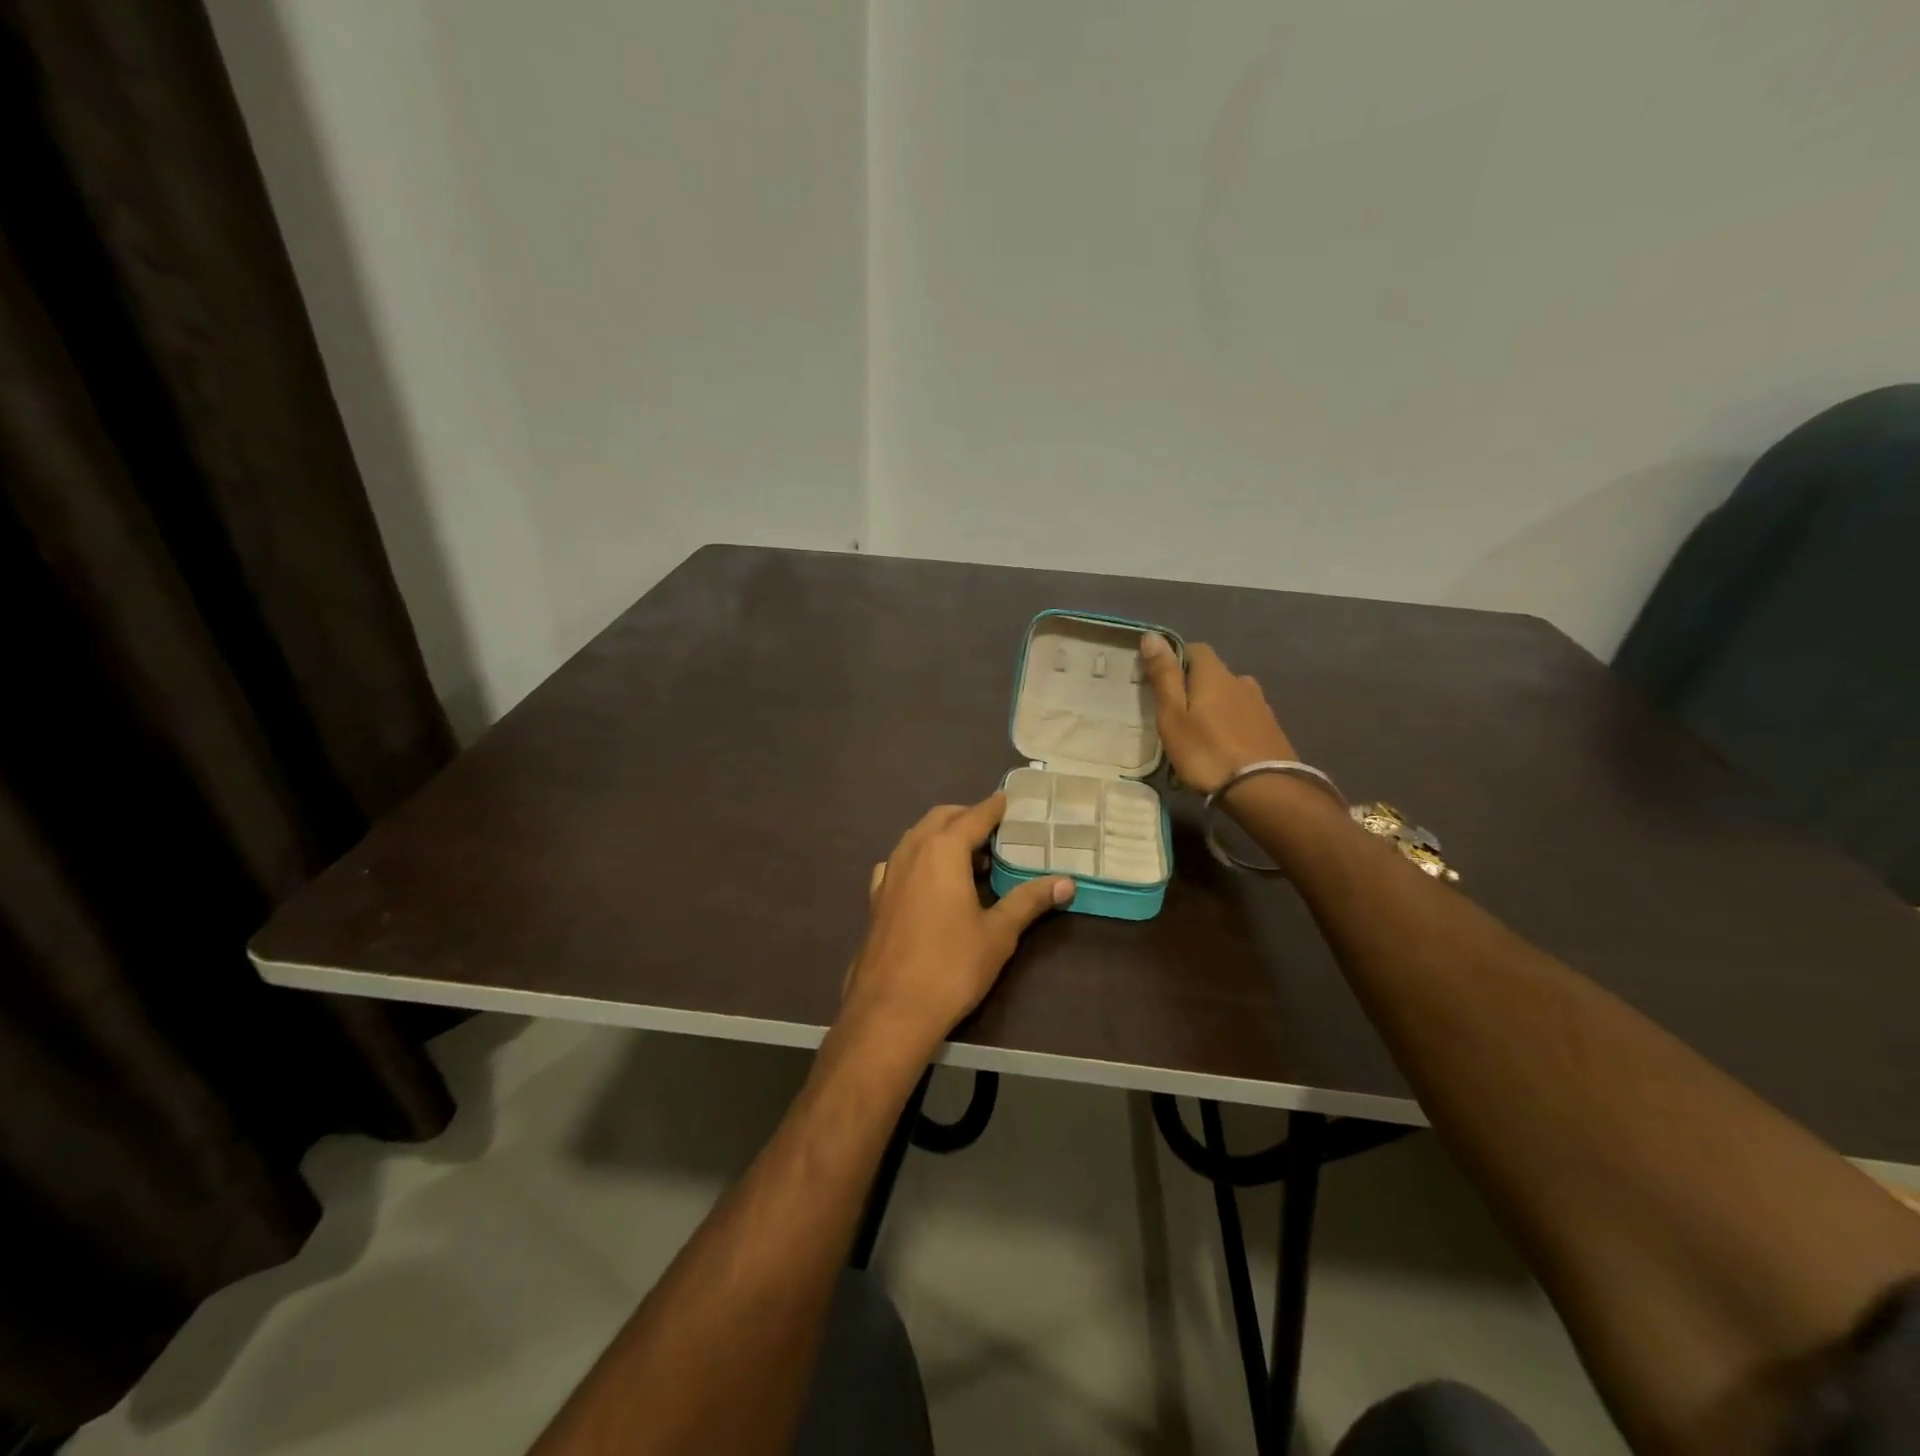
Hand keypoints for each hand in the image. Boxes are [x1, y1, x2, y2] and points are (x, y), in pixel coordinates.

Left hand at [843, 794, 1073, 1052]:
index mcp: (943, 851)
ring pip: (916, 837)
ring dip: (942, 836)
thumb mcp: (998, 934)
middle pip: (940, 818)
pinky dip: (919, 858)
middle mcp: (912, 852)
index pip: (973, 816)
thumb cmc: (951, 967)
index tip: (1008, 799)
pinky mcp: (876, 898)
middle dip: (967, 817)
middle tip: (994, 831)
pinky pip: (900, 862)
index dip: (993, 807)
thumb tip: (1067, 882)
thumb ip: (1029, 901)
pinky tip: (929, 882)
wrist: (890, 1010)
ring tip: (968, 858)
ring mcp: (888, 874)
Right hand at [1138, 633, 1296, 795]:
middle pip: (1213, 673)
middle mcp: (1241, 681)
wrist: (1264, 790)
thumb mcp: (1173, 716)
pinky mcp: (1271, 729)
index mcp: (1214, 675)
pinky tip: (1223, 746)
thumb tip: (1152, 635)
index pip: (1195, 649)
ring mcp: (1260, 705)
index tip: (1160, 679)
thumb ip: (1164, 676)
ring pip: (1230, 696)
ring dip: (1215, 706)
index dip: (1176, 658)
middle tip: (1176, 713)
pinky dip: (1231, 724)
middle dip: (1195, 686)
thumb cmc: (1207, 752)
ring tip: (1199, 733)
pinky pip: (1244, 716)